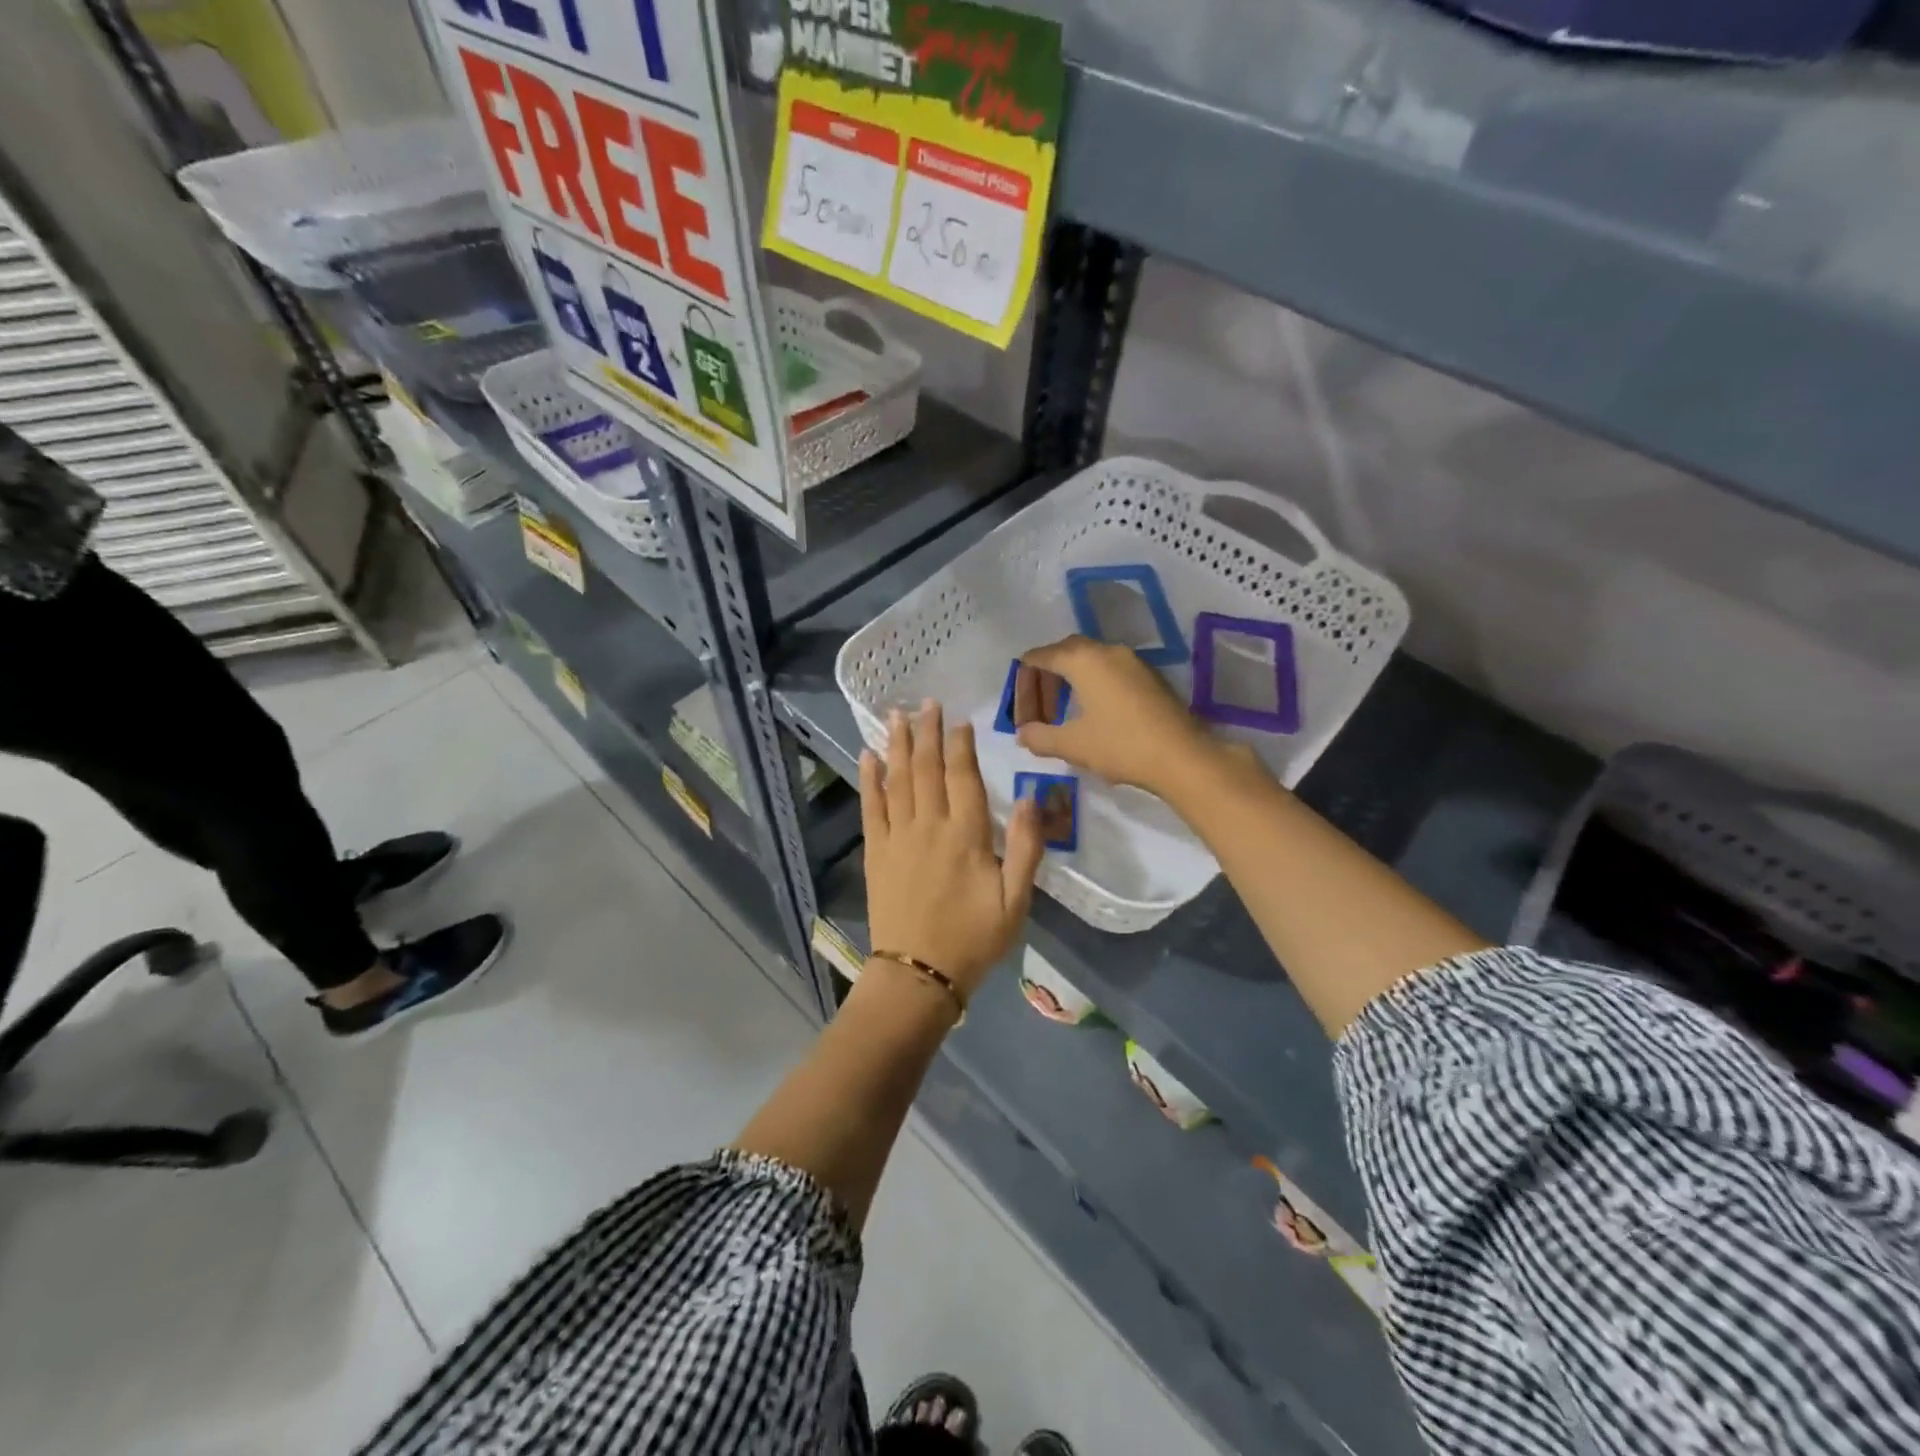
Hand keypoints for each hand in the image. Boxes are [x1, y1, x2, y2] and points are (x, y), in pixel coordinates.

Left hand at [862, 701, 1044, 994]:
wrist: (919, 973)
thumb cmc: (973, 938)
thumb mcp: (1015, 901)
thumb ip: (1026, 848)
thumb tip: (1032, 799)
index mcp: (966, 835)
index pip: (963, 777)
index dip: (962, 745)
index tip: (960, 720)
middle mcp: (929, 826)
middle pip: (928, 768)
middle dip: (928, 732)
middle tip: (926, 702)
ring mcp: (897, 836)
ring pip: (898, 779)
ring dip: (898, 745)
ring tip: (896, 715)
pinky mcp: (875, 851)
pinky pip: (871, 806)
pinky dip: (869, 779)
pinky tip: (868, 756)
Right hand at [1014, 636, 1220, 797]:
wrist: (1182, 757)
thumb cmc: (1120, 745)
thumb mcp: (1072, 745)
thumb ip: (1040, 737)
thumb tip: (1022, 734)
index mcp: (1082, 659)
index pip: (1039, 657)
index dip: (1022, 682)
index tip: (1020, 711)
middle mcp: (1107, 651)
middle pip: (1064, 653)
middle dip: (1045, 680)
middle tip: (1039, 712)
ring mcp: (1132, 662)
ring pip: (1090, 662)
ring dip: (1070, 683)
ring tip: (1062, 716)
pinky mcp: (1150, 677)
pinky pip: (1110, 671)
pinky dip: (1092, 686)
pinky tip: (1093, 716)